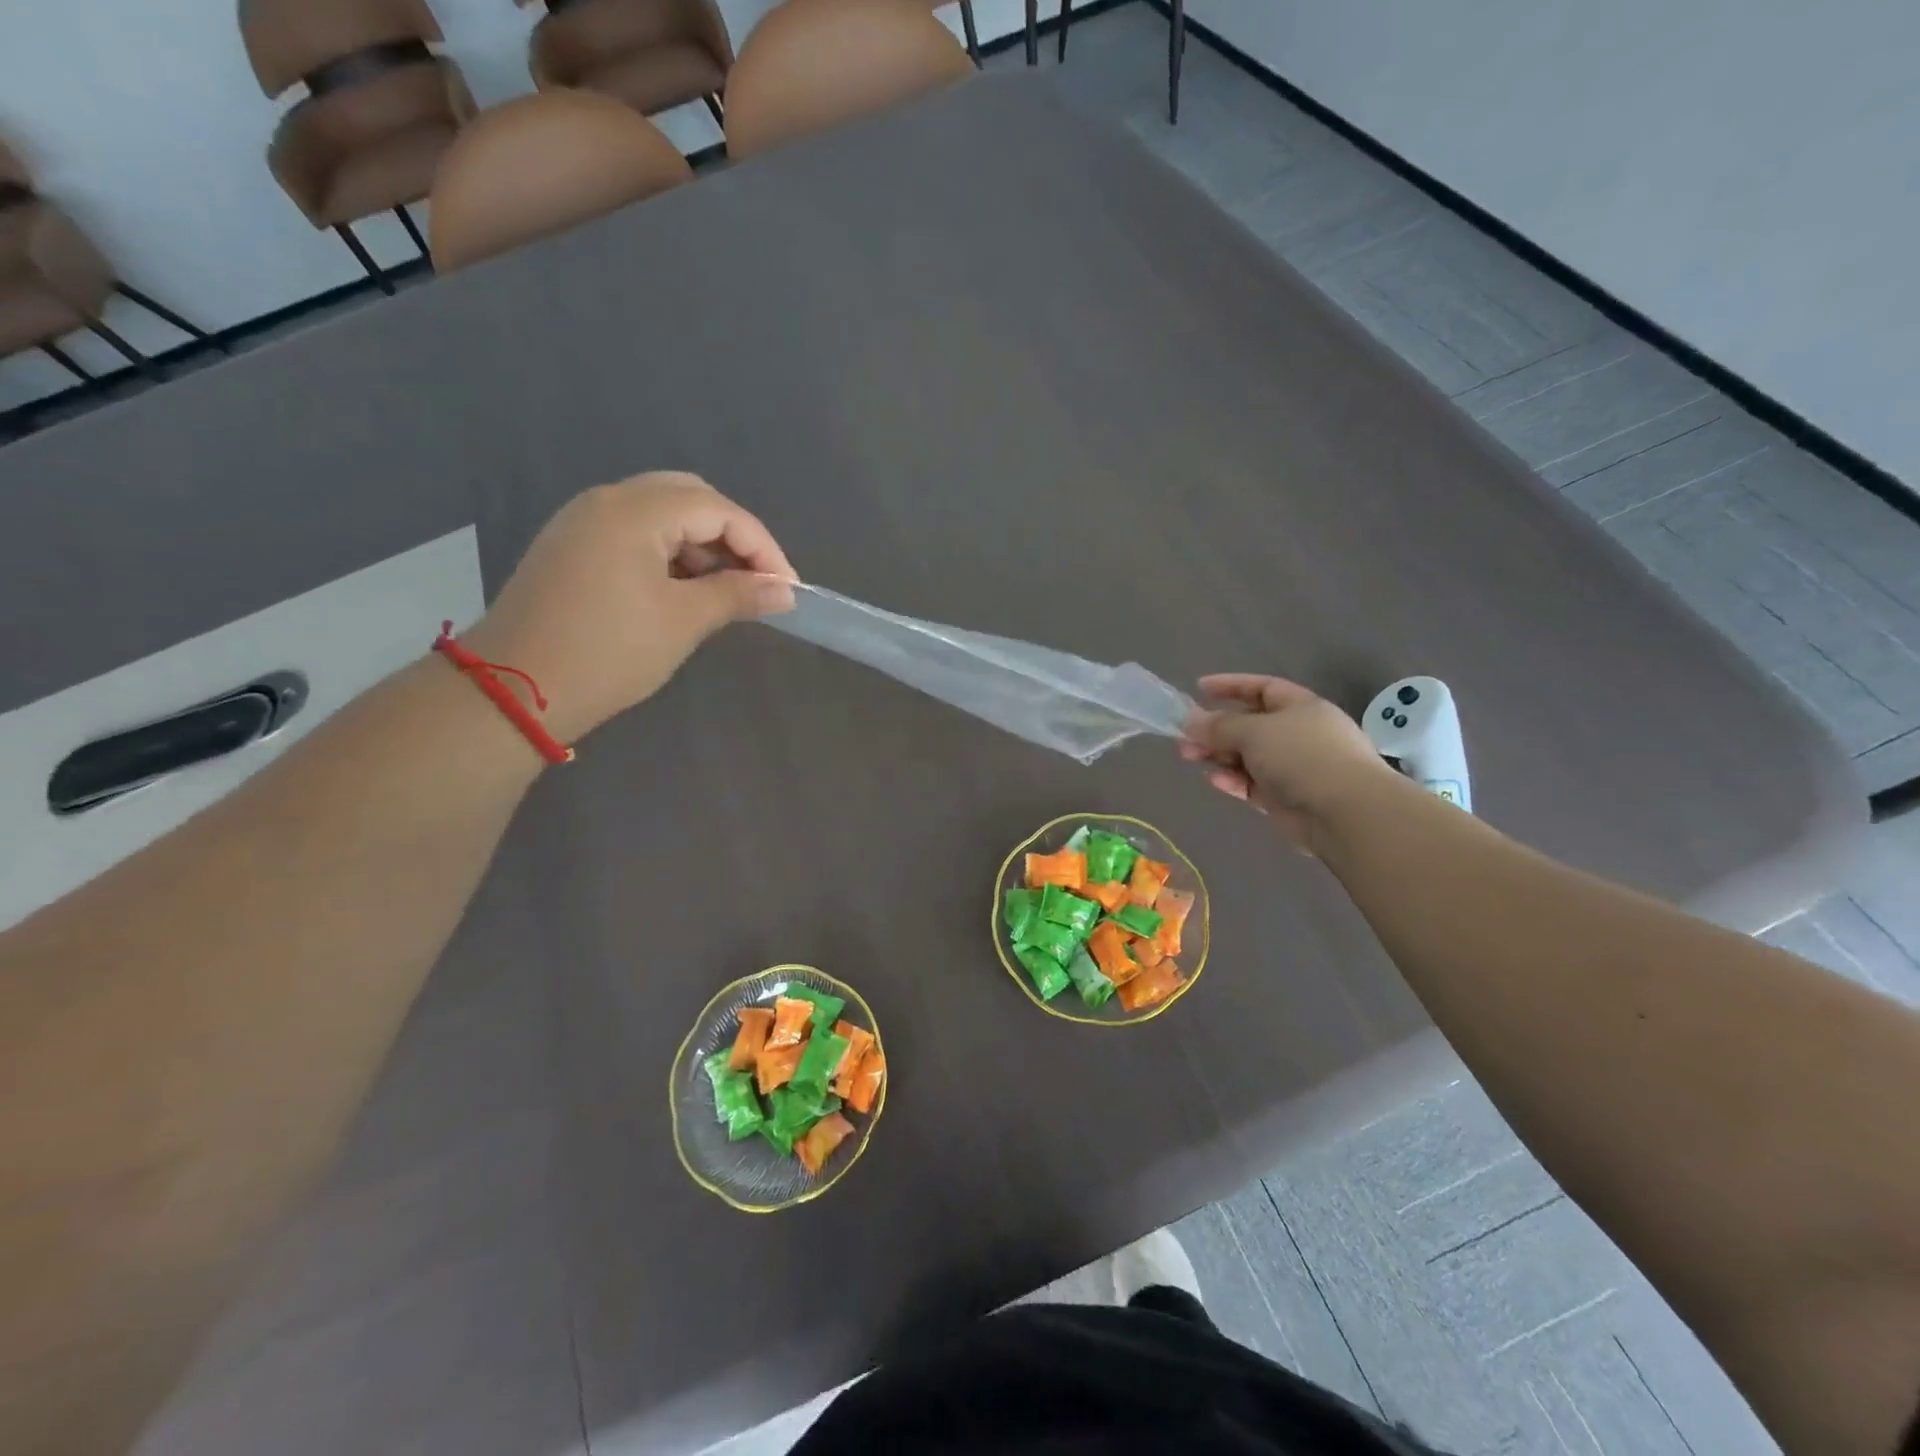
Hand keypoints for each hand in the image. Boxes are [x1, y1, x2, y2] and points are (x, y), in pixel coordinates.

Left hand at [461, 473, 794, 744]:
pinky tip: (683, 589)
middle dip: (732, 536)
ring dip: (701, 544)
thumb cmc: (609, 652)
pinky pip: (634, 532)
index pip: (718, 510)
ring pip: (661, 513)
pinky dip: (669, 552)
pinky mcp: (571, 546)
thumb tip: (784, 591)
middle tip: (757, 579)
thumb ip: (738, 595)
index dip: (762, 546)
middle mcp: (607, 500)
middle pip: (690, 497)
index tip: (786, 587)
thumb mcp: (683, 621)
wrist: (516, 689)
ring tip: (725, 590)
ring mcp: (583, 521)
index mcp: (635, 511)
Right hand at [1181, 674, 1400, 853]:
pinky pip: (1251, 783)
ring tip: (1189, 757)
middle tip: (1185, 736)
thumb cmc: (1303, 756)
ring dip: (1217, 754)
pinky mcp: (1284, 797)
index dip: (1231, 686)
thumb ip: (1219, 725)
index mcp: (1300, 707)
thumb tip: (1192, 721)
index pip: (1262, 688)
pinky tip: (1215, 780)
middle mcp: (1297, 734)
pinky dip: (1232, 779)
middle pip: (1249, 725)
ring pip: (1246, 756)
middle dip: (1215, 728)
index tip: (1199, 688)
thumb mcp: (1255, 731)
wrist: (1344, 812)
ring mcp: (1292, 767)